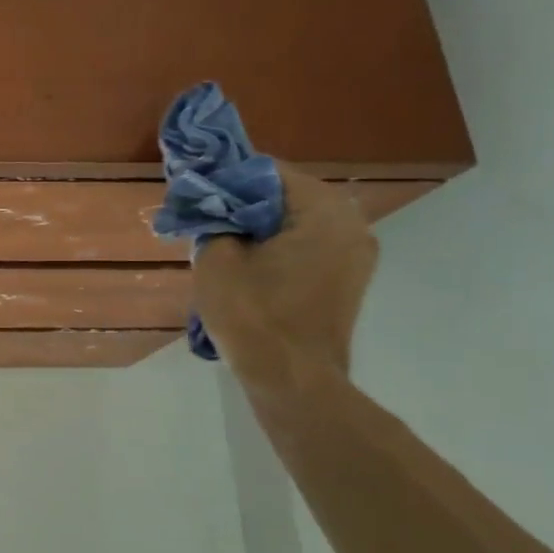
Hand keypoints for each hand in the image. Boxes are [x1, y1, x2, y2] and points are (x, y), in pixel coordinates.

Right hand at [193, 164, 378, 394]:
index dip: (227, 179)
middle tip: (205, 220)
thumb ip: (214, 217)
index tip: (197, 195)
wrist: (292, 381)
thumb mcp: (216, 257)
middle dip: (243, 203)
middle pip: (285, 195)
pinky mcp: (348, 279)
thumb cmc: (253, 315)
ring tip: (222, 244)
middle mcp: (351, 223)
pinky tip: (247, 265)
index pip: (267, 171)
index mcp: (324, 210)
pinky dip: (277, 247)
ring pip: (295, 221)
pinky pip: (307, 246)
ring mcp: (356, 254)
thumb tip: (212, 202)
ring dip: (258, 226)